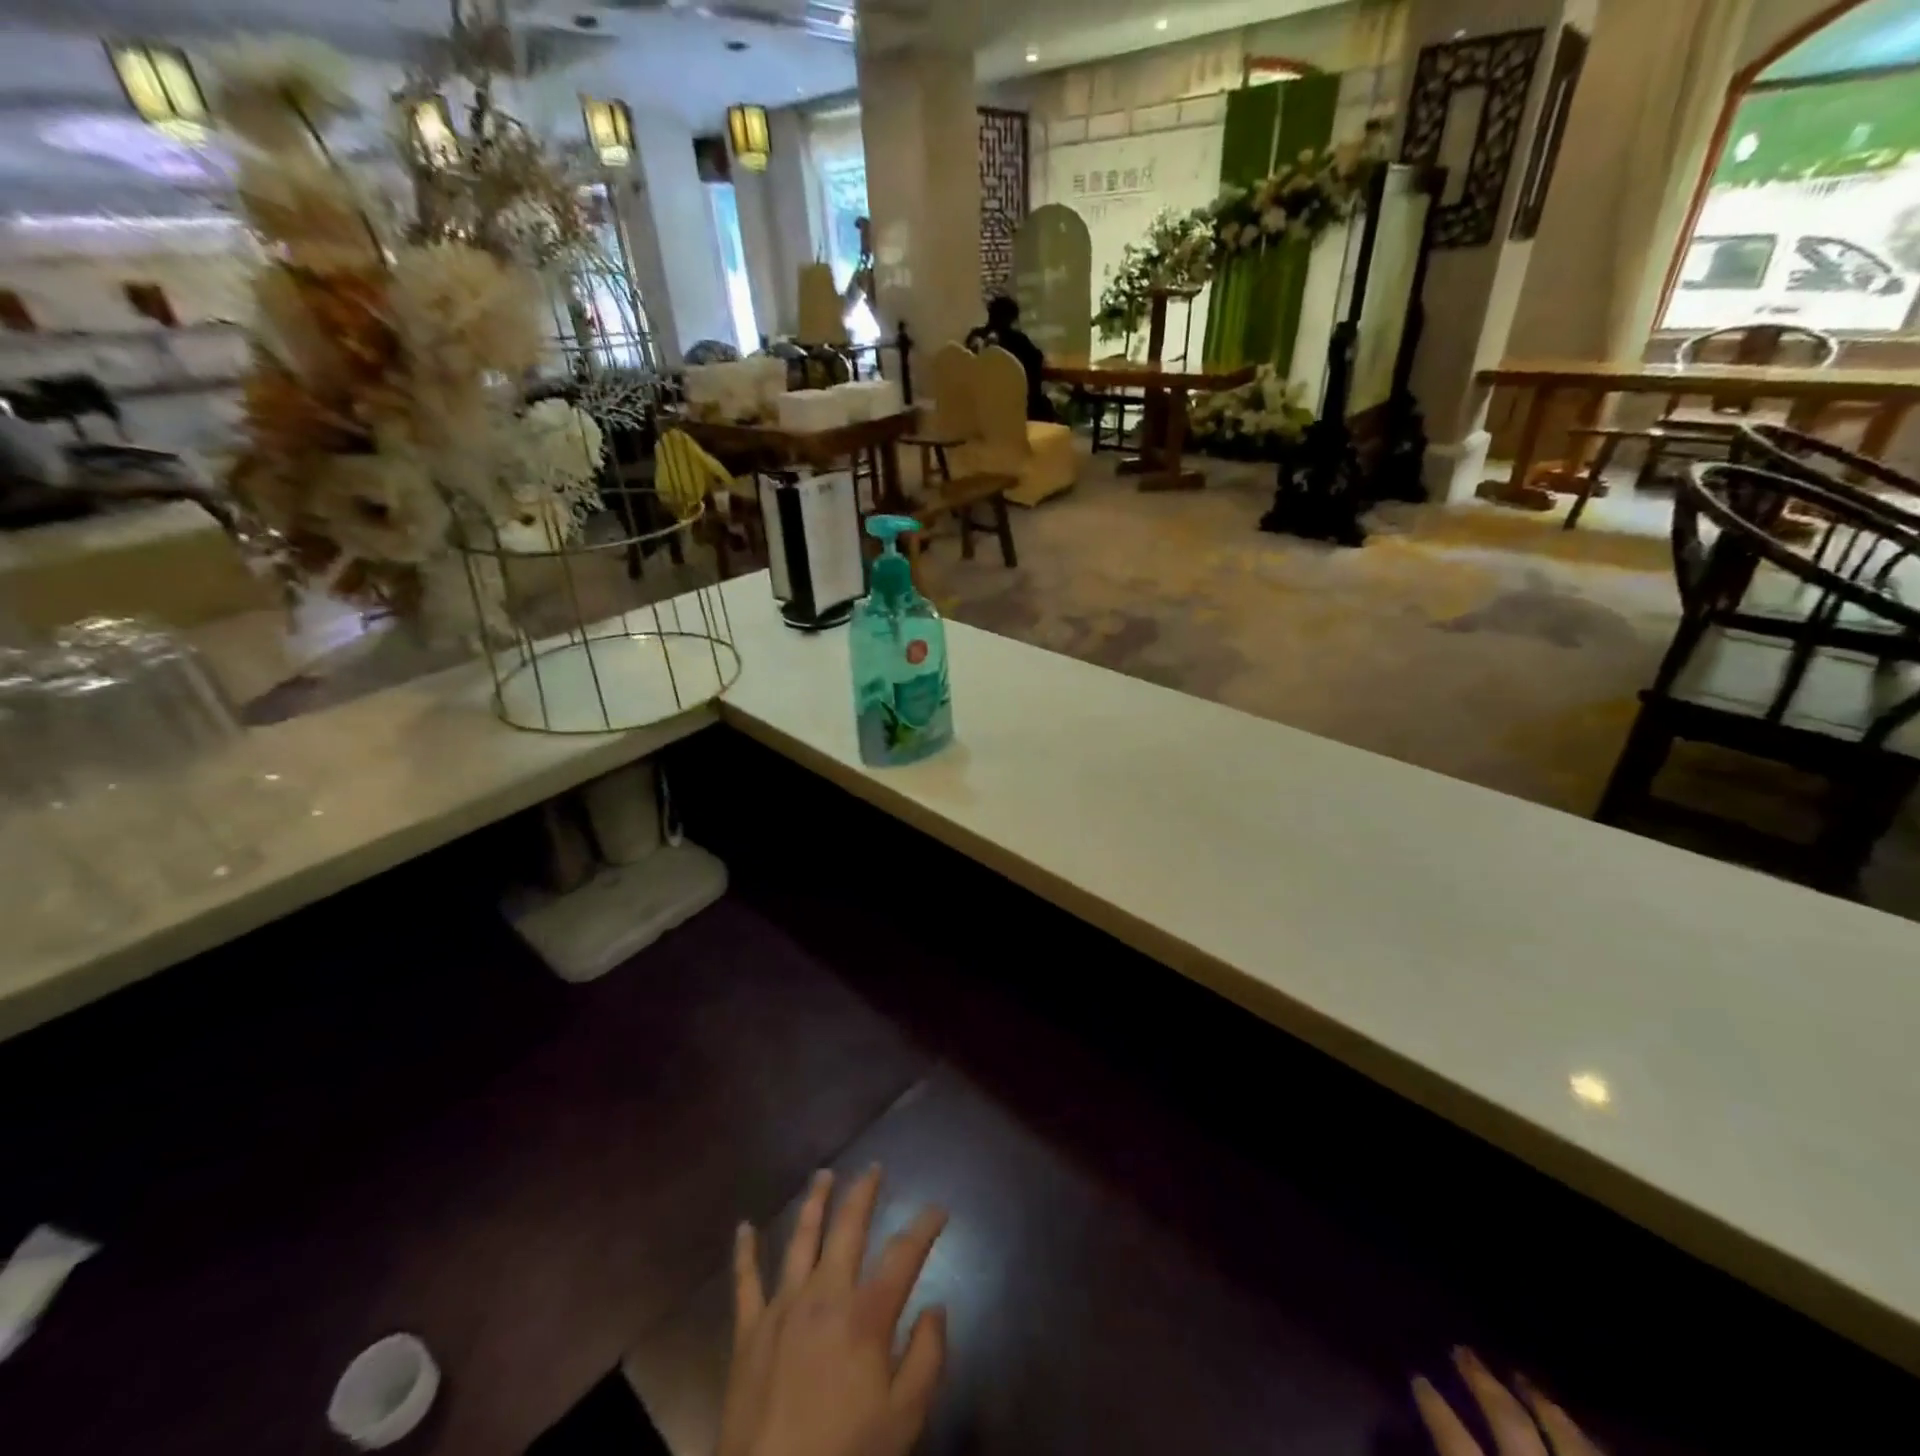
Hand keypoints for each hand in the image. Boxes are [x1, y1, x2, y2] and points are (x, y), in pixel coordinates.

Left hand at [718, 1166, 948, 1455]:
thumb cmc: (846, 1453)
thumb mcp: (904, 1419)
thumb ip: (926, 1358)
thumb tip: (936, 1308)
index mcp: (867, 1314)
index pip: (904, 1254)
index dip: (925, 1227)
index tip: (939, 1209)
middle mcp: (826, 1294)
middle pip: (848, 1228)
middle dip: (863, 1193)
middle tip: (873, 1168)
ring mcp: (784, 1307)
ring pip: (801, 1238)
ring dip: (814, 1202)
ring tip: (823, 1174)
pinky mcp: (750, 1330)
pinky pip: (745, 1281)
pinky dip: (744, 1252)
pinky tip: (744, 1227)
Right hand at [1413, 1348, 1601, 1455]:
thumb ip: (1460, 1455)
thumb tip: (1431, 1441)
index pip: (1457, 1444)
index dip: (1436, 1411)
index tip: (1418, 1378)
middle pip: (1510, 1423)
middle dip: (1485, 1384)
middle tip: (1462, 1350)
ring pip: (1563, 1434)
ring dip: (1540, 1402)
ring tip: (1520, 1376)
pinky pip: (1599, 1452)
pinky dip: (1582, 1435)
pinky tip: (1574, 1424)